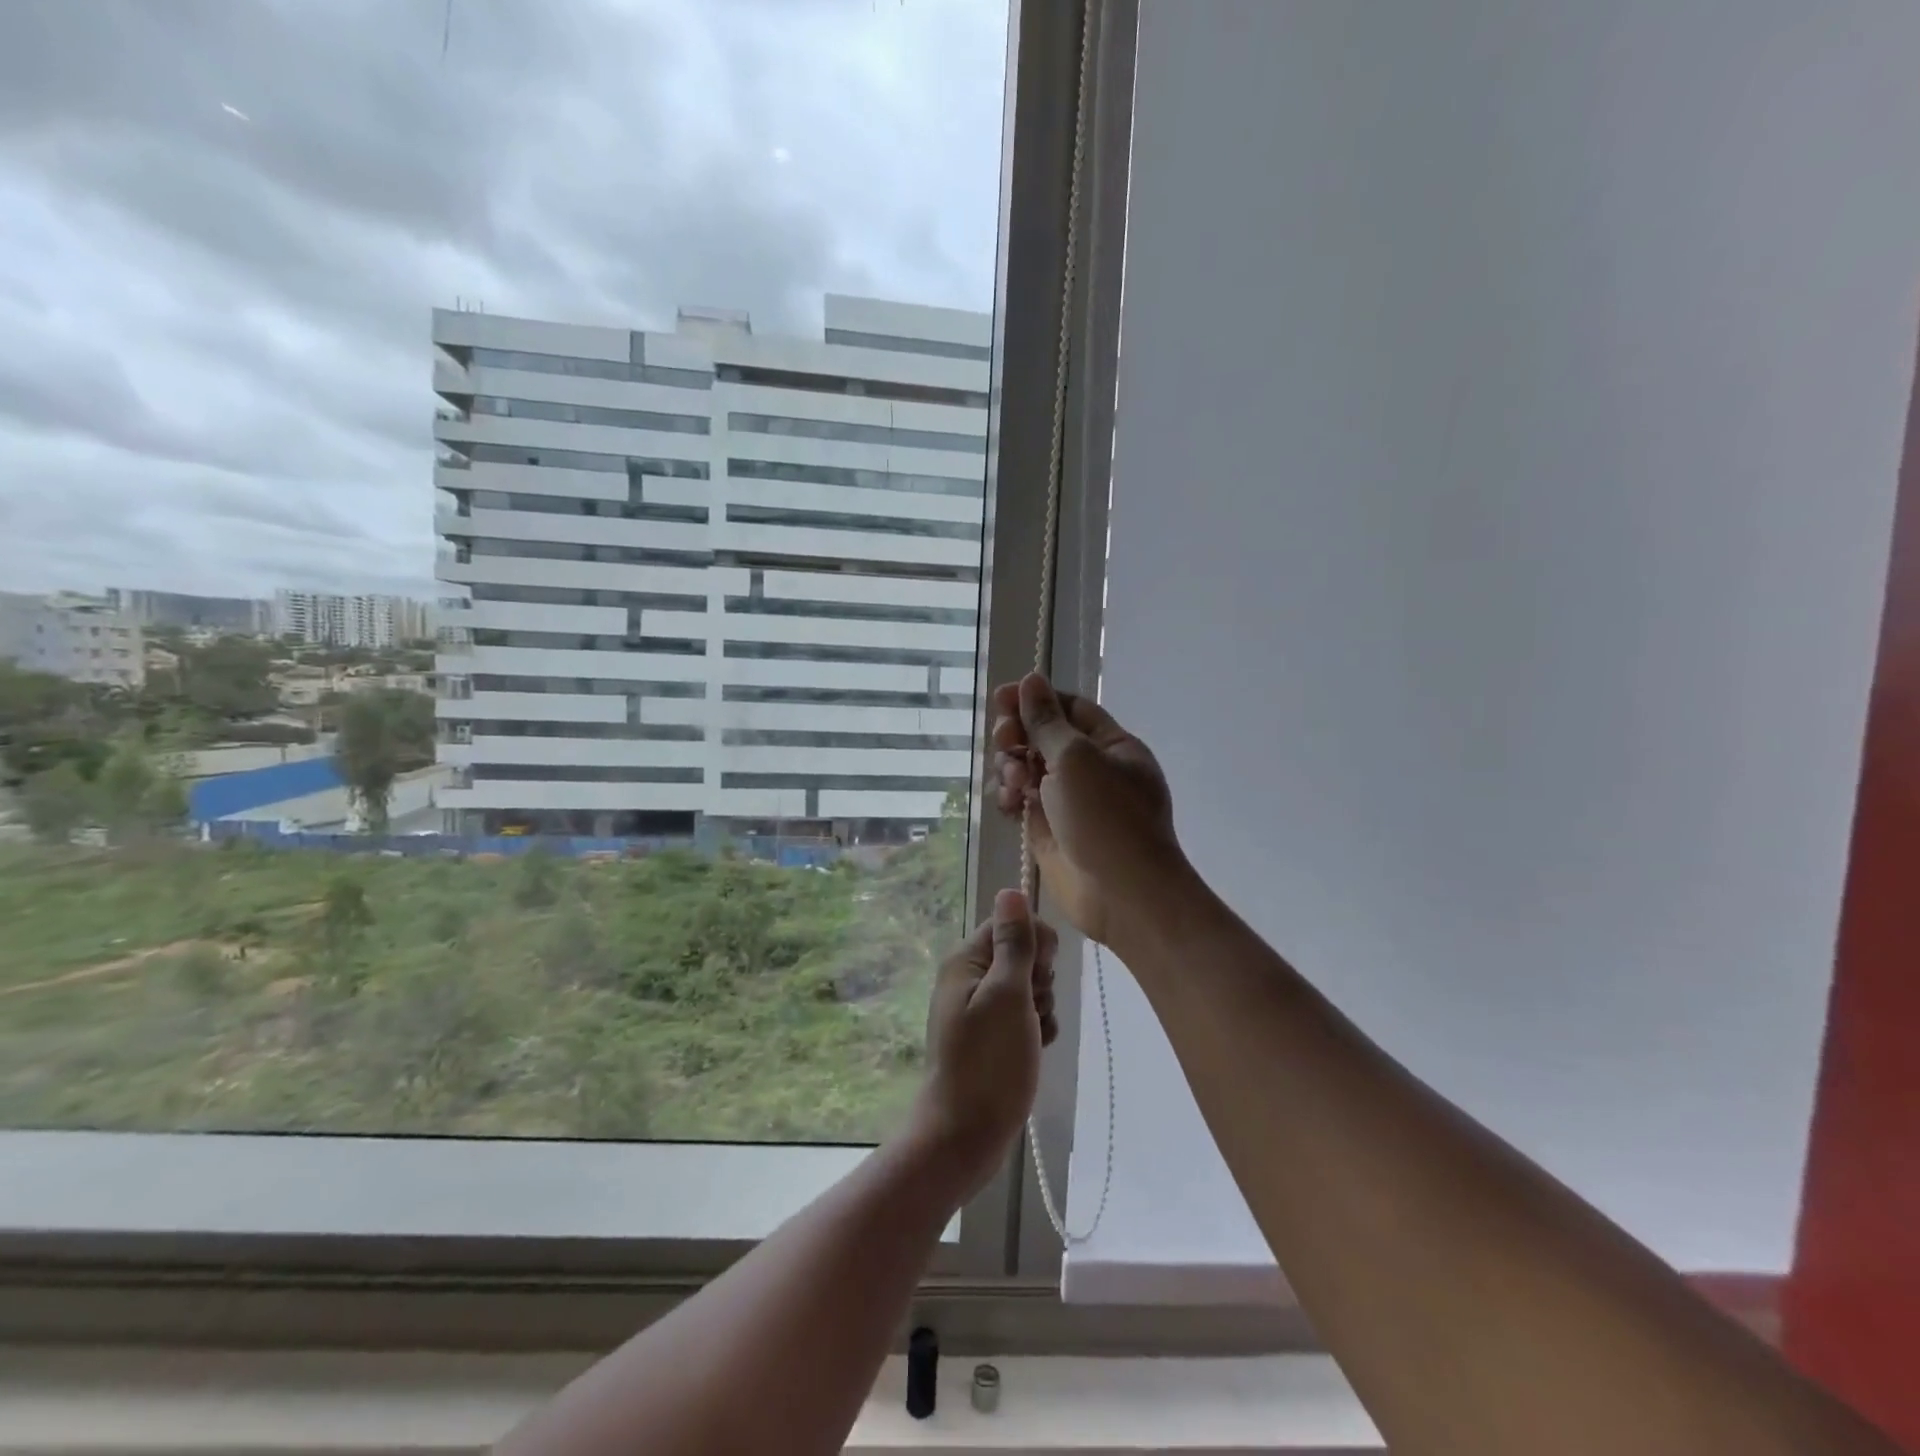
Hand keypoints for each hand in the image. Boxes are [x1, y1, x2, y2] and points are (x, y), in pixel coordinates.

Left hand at [911, 889, 1058, 1198]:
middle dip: (1040, 981)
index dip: (1035, 944)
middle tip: (1030, 1010)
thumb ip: (1014, 942)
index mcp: (966, 960)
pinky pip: (1026, 1018)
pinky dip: (1036, 1030)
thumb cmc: (989, 1062)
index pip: (1012, 923)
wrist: (966, 1134)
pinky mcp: (992, 1037)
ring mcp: (981, 1009)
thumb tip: (1010, 890)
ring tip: (1030, 1038)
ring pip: (1030, 988)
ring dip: (1041, 1009)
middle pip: (1023, 955)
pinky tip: (1034, 1050)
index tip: (1038, 975)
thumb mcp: (1007, 995)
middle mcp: (970, 978)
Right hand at [991, 672, 1183, 945]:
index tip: (1000, 697)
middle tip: (1004, 741)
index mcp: (1111, 745)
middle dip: (1019, 734)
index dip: (1035, 699)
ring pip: (1028, 769)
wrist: (1122, 896)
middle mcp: (1091, 769)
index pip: (1069, 708)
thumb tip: (1030, 680)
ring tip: (1013, 781)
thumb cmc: (1106, 818)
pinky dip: (1009, 798)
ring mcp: (1069, 801)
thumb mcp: (1076, 759)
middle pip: (1044, 737)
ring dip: (1011, 767)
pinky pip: (1022, 802)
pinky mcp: (1050, 830)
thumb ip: (1047, 721)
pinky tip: (1006, 803)